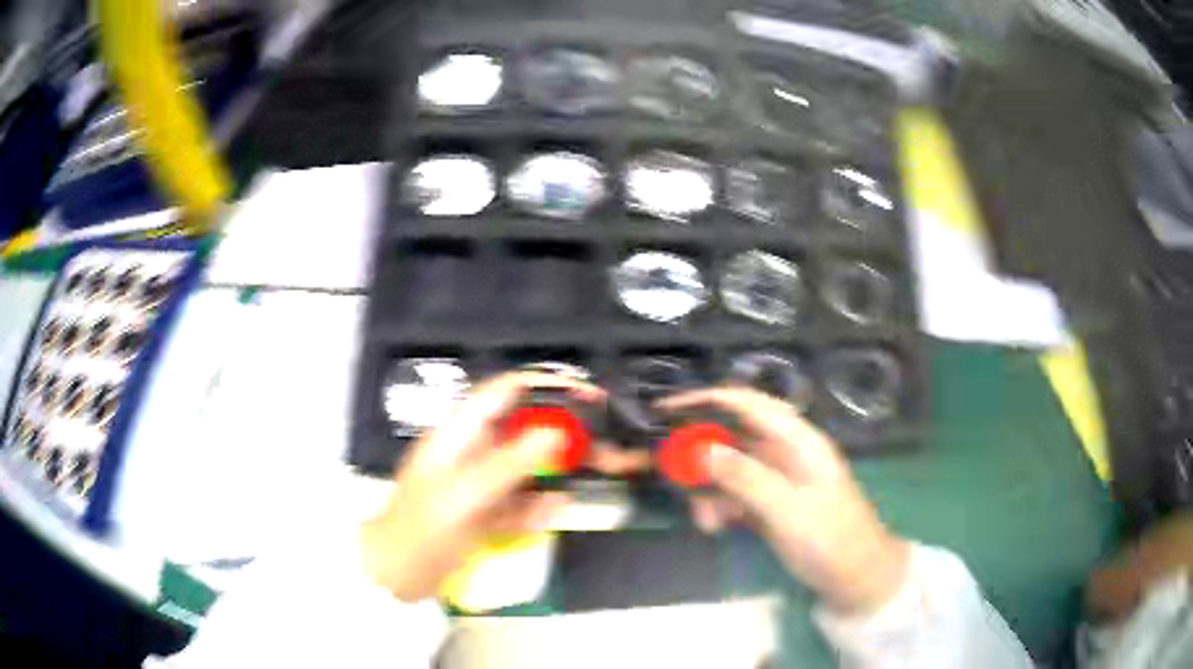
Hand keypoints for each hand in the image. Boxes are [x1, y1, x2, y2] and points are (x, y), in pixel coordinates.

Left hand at [362, 371, 602, 601]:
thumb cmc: (422, 529)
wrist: (397, 577)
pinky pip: (520, 501)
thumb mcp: (466, 494)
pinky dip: (538, 505)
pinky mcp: (485, 512)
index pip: (504, 392)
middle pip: (524, 432)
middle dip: (562, 437)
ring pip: (527, 469)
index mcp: (458, 434)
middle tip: (602, 446)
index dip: (544, 386)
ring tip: (591, 476)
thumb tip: (555, 432)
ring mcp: (479, 484)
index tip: (585, 393)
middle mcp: (472, 452)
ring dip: (556, 474)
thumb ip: (510, 463)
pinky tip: (557, 509)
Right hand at [661, 387, 909, 614]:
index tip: (666, 408)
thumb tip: (702, 448)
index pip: (749, 404)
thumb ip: (746, 477)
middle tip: (674, 477)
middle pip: (733, 436)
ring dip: (709, 490)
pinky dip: (720, 507)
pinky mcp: (770, 504)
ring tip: (705, 522)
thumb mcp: (788, 509)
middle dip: (701, 456)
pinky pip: (734, 495)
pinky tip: (716, 527)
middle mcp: (785, 453)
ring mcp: (777, 480)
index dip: (708, 399)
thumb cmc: (830, 538)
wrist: (854, 578)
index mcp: (798, 441)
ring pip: (728, 469)